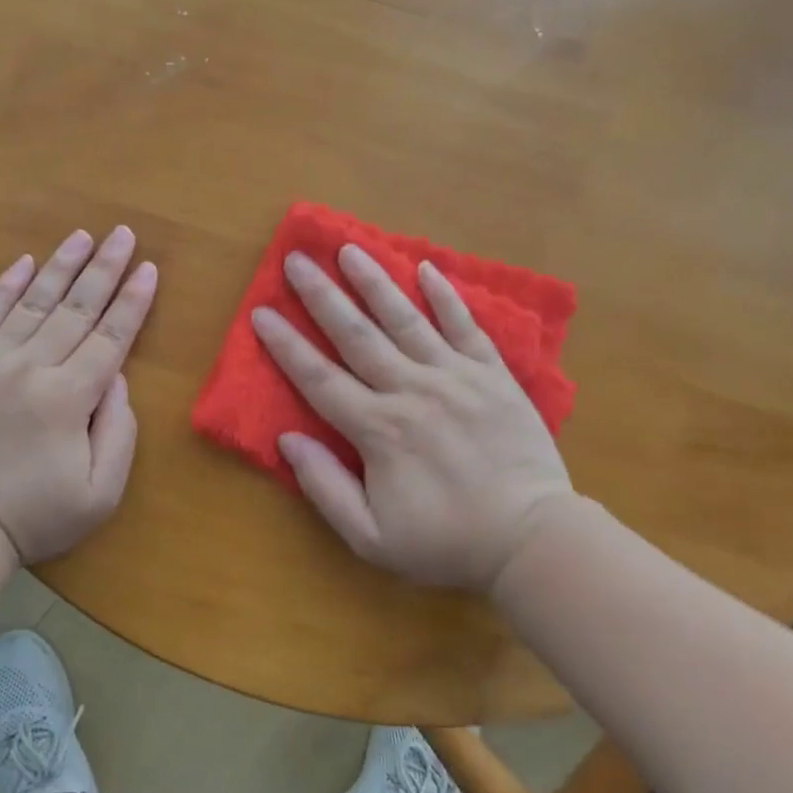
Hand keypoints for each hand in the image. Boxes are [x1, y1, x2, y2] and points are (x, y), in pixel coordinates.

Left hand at [0, 226, 157, 564]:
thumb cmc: (33, 515)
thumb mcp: (100, 493)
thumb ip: (118, 431)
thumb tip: (115, 377)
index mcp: (68, 397)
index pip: (110, 337)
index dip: (132, 301)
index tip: (148, 268)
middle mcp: (30, 367)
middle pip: (76, 309)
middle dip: (104, 269)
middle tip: (123, 233)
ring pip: (33, 302)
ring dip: (60, 266)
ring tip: (82, 236)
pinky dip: (5, 287)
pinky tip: (23, 263)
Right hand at [251, 244, 571, 593]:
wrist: (532, 540)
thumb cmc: (446, 543)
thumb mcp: (371, 538)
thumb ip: (325, 487)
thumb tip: (288, 438)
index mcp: (377, 429)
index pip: (318, 378)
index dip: (285, 345)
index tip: (260, 313)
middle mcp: (410, 390)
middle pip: (355, 335)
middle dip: (320, 295)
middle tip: (296, 259)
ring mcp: (454, 377)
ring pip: (405, 319)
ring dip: (374, 282)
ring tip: (349, 248)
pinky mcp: (493, 375)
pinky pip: (465, 327)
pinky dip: (445, 297)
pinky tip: (425, 269)